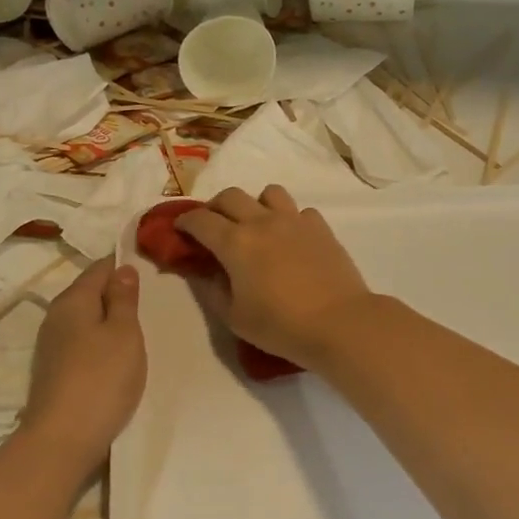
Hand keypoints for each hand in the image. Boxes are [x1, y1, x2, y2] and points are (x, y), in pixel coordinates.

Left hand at [18, 261, 146, 470]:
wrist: (63, 439)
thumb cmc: (101, 378)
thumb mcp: (124, 333)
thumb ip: (124, 298)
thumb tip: (122, 268)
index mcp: (73, 300)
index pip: (100, 268)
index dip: (123, 265)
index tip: (150, 268)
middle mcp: (56, 316)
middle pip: (90, 293)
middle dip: (116, 292)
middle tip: (150, 300)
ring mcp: (52, 345)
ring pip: (86, 319)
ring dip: (108, 320)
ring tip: (137, 327)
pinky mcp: (54, 370)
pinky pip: (82, 342)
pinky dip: (100, 341)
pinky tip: (116, 355)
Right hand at [176, 186, 376, 367]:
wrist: (339, 323)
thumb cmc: (280, 326)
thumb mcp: (234, 317)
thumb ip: (212, 290)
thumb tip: (203, 272)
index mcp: (235, 242)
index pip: (200, 220)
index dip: (185, 222)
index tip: (180, 230)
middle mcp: (262, 222)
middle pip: (230, 196)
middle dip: (215, 207)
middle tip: (213, 227)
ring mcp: (294, 220)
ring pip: (268, 193)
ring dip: (255, 204)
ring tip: (255, 226)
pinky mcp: (320, 227)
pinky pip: (300, 211)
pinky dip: (290, 219)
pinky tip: (291, 239)